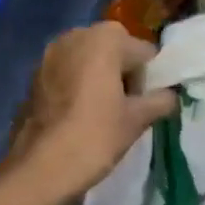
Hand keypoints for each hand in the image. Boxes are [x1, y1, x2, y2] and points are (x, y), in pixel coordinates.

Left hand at [8, 21, 177, 204]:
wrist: (38, 168)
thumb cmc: (94, 136)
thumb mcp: (137, 120)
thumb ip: (161, 100)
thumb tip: (171, 95)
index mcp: (105, 38)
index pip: (145, 53)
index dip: (150, 79)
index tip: (144, 105)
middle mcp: (75, 35)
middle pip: (115, 50)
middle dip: (124, 73)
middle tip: (125, 108)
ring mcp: (50, 54)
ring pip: (89, 60)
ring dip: (100, 78)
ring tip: (102, 113)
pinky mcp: (34, 74)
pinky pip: (68, 72)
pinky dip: (78, 86)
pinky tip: (79, 115)